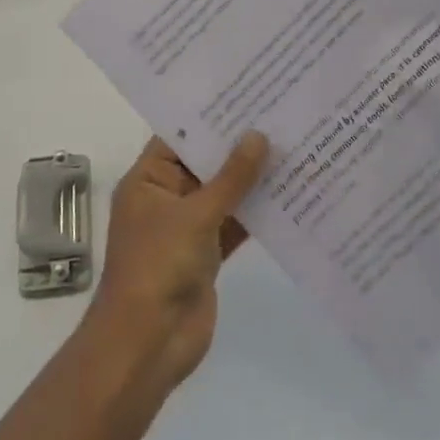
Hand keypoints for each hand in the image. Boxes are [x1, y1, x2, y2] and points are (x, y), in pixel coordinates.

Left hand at [85, 132, 268, 395]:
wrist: (149, 345)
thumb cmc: (159, 266)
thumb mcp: (195, 215)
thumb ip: (230, 178)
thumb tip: (258, 136)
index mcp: (148, 180)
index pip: (179, 137)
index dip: (210, 117)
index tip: (246, 94)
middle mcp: (166, 198)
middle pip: (204, 163)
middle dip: (237, 146)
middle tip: (277, 115)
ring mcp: (187, 227)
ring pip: (223, 194)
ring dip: (251, 180)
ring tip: (291, 146)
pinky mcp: (207, 254)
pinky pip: (234, 224)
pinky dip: (256, 213)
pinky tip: (289, 194)